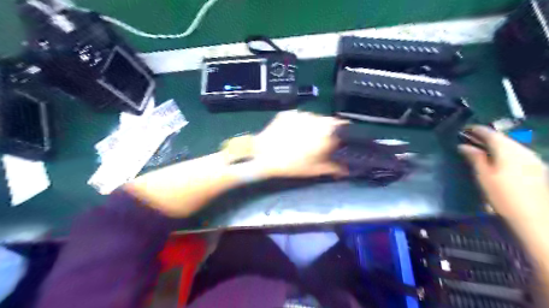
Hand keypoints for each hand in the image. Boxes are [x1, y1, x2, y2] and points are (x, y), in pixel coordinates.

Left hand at [251, 110, 346, 177]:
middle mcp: (316, 118)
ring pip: (313, 118)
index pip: (344, 126)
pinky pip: (299, 117)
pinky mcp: (288, 113)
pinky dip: (299, 123)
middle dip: (327, 131)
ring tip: (302, 139)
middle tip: (319, 143)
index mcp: (327, 131)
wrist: (263, 155)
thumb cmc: (292, 165)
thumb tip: (347, 170)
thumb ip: (334, 168)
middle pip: (328, 121)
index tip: (340, 140)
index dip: (343, 133)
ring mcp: (301, 113)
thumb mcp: (315, 170)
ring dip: (312, 126)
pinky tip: (291, 133)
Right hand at [460, 125, 548, 225]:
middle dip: (486, 137)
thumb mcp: (483, 176)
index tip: (465, 129)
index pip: (490, 134)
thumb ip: (475, 158)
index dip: (477, 130)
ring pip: (512, 145)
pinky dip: (506, 152)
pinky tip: (499, 158)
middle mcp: (523, 150)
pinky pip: (518, 153)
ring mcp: (533, 158)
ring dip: (497, 144)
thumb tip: (464, 145)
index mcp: (508, 150)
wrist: (536, 216)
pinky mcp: (537, 167)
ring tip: (483, 148)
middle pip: (503, 138)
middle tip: (471, 139)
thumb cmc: (503, 195)